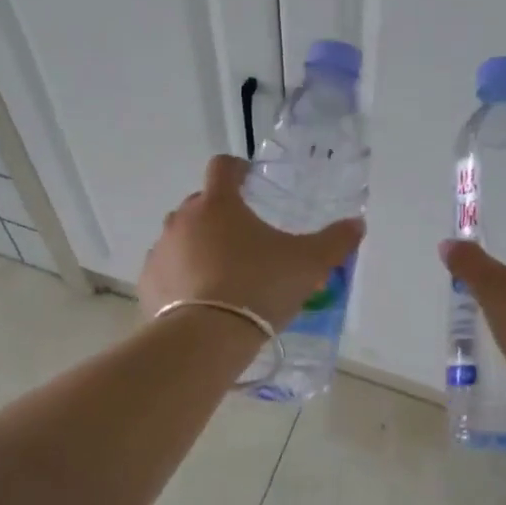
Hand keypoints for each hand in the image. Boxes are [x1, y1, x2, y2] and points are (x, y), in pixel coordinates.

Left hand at [139, 155, 364, 332]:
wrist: (207, 338)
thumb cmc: (260, 287)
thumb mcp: (309, 264)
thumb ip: (335, 241)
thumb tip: (357, 225)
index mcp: (218, 204)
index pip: (222, 166)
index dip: (237, 169)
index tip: (250, 181)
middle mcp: (183, 219)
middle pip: (200, 203)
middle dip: (220, 214)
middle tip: (245, 239)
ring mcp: (161, 250)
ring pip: (181, 237)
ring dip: (199, 246)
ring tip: (223, 273)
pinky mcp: (148, 282)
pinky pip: (167, 270)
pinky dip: (181, 277)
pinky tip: (200, 299)